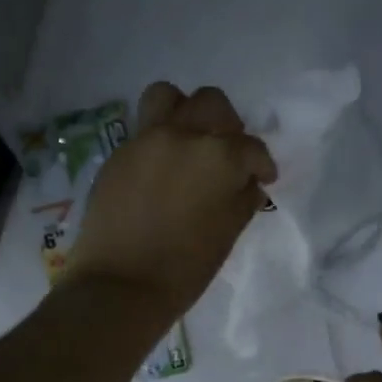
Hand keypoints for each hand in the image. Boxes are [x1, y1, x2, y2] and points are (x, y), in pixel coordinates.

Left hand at [65, 83, 276, 323]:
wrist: (121, 285)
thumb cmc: (185, 268)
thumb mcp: (228, 234)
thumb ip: (242, 199)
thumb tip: (248, 183)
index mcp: (219, 156)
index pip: (251, 147)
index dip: (262, 164)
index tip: (263, 178)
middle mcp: (183, 135)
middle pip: (212, 104)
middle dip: (227, 125)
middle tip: (228, 154)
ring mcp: (146, 140)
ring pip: (169, 97)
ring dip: (185, 111)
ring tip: (189, 141)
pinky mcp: (119, 153)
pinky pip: (144, 128)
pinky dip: (159, 138)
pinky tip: (162, 169)